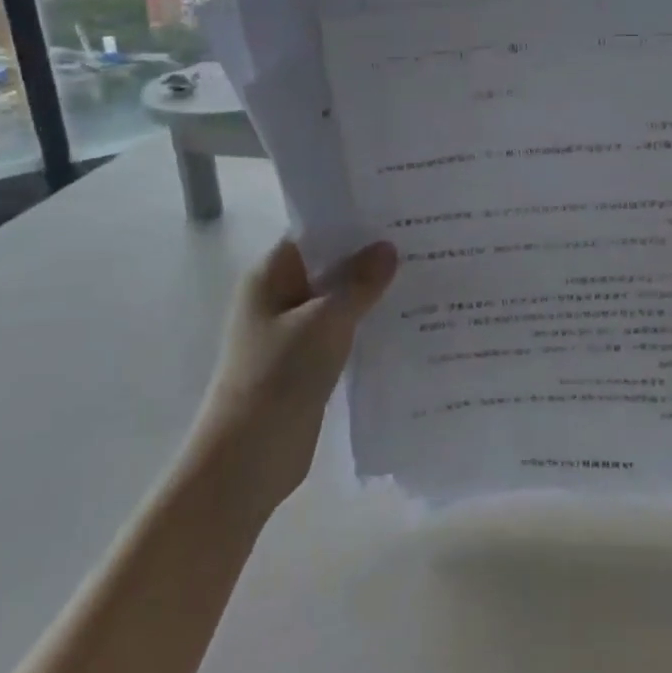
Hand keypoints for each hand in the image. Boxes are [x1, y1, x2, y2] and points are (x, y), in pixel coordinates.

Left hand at [190, 237, 398, 510]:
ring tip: (425, 276)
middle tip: (424, 242)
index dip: (353, 221)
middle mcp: (279, 297)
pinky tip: (406, 322)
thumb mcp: (324, 322)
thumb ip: (358, 283)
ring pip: (338, 300)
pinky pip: (342, 332)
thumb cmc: (278, 377)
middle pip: (330, 265)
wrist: (246, 460)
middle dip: (370, 257)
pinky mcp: (307, 363)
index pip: (315, 232)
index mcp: (271, 275)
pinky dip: (367, 325)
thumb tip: (388, 248)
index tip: (399, 212)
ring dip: (372, 293)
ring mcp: (293, 332)